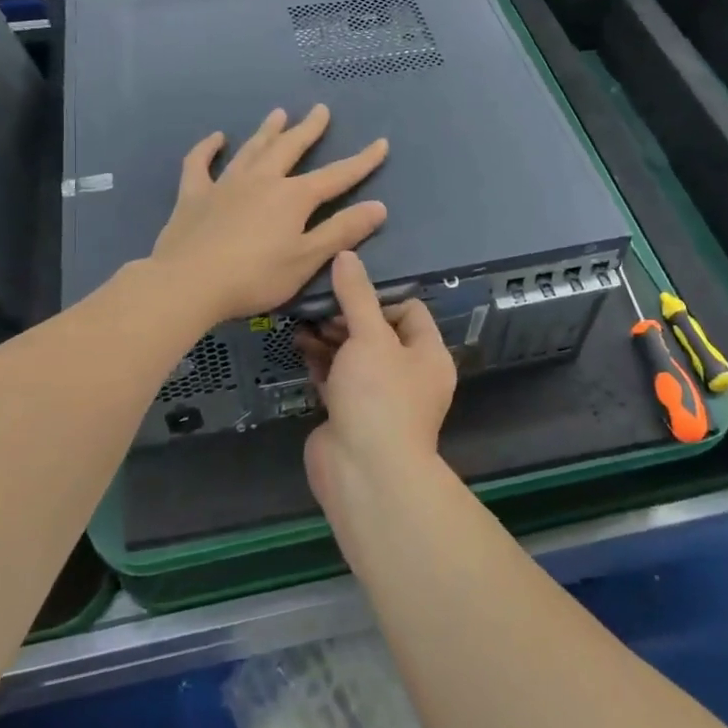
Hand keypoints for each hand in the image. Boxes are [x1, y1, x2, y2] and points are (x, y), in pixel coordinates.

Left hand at [149, 104, 388, 325]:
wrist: (188, 283)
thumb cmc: (254, 277)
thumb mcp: (306, 259)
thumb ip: (342, 231)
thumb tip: (378, 206)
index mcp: (293, 197)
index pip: (336, 176)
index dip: (361, 161)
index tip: (381, 143)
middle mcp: (262, 180)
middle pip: (290, 148)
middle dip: (309, 129)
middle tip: (320, 109)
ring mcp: (225, 184)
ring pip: (251, 149)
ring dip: (267, 131)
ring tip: (279, 113)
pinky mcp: (194, 195)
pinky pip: (200, 163)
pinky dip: (207, 148)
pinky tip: (216, 138)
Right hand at [299, 250, 456, 501]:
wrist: (363, 472)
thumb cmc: (379, 396)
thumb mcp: (369, 337)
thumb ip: (356, 295)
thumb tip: (347, 254)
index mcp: (428, 355)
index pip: (409, 310)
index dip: (380, 297)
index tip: (348, 290)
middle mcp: (408, 374)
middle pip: (378, 332)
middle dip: (347, 316)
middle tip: (318, 304)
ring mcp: (378, 396)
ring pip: (354, 355)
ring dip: (330, 337)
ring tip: (302, 320)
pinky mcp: (350, 413)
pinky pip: (336, 378)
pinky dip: (320, 361)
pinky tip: (299, 344)